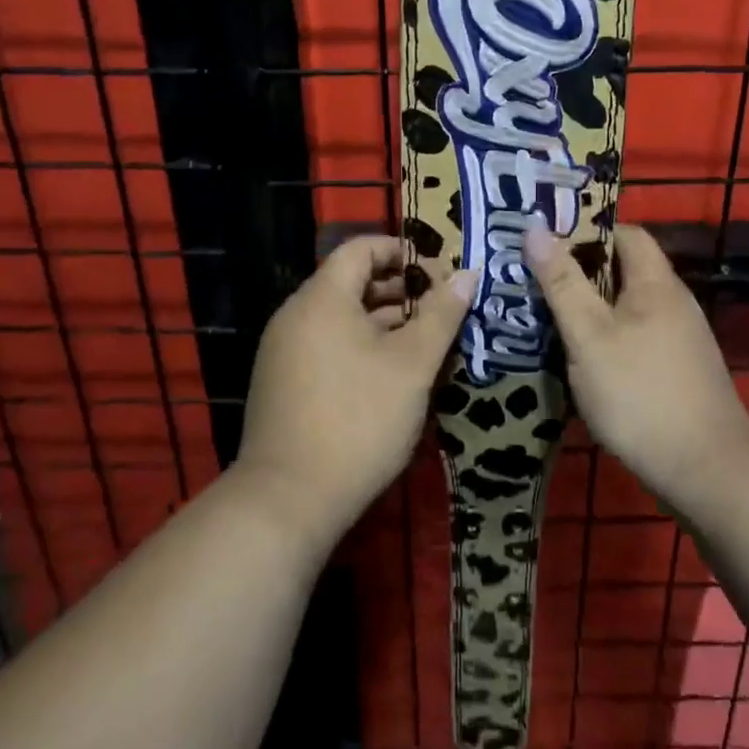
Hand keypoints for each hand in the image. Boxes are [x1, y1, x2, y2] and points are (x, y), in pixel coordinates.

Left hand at [235, 235, 477, 546]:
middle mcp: (295, 315)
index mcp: (322, 298)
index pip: (360, 248)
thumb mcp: (412, 365)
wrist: (288, 500)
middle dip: (399, 290)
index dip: (401, 251)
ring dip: (382, 321)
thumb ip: (441, 314)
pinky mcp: (281, 382)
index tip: (437, 272)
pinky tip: (390, 375)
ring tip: (424, 343)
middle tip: (440, 310)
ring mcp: (283, 350)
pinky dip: (359, 346)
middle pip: (350, 282)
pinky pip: (325, 344)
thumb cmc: (359, 419)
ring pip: (340, 317)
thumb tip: (467, 273)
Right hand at [525, 224, 748, 508]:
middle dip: (579, 271)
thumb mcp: (589, 336)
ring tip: (546, 315)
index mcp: (656, 283)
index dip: (585, 232)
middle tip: (534, 280)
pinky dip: (606, 336)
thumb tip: (535, 228)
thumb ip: (562, 282)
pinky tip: (579, 356)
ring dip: (590, 307)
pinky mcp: (677, 370)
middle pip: (624, 269)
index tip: (545, 243)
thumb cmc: (640, 394)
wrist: (707, 471)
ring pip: (627, 306)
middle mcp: (673, 302)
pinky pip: (635, 335)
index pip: (624, 233)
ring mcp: (679, 338)